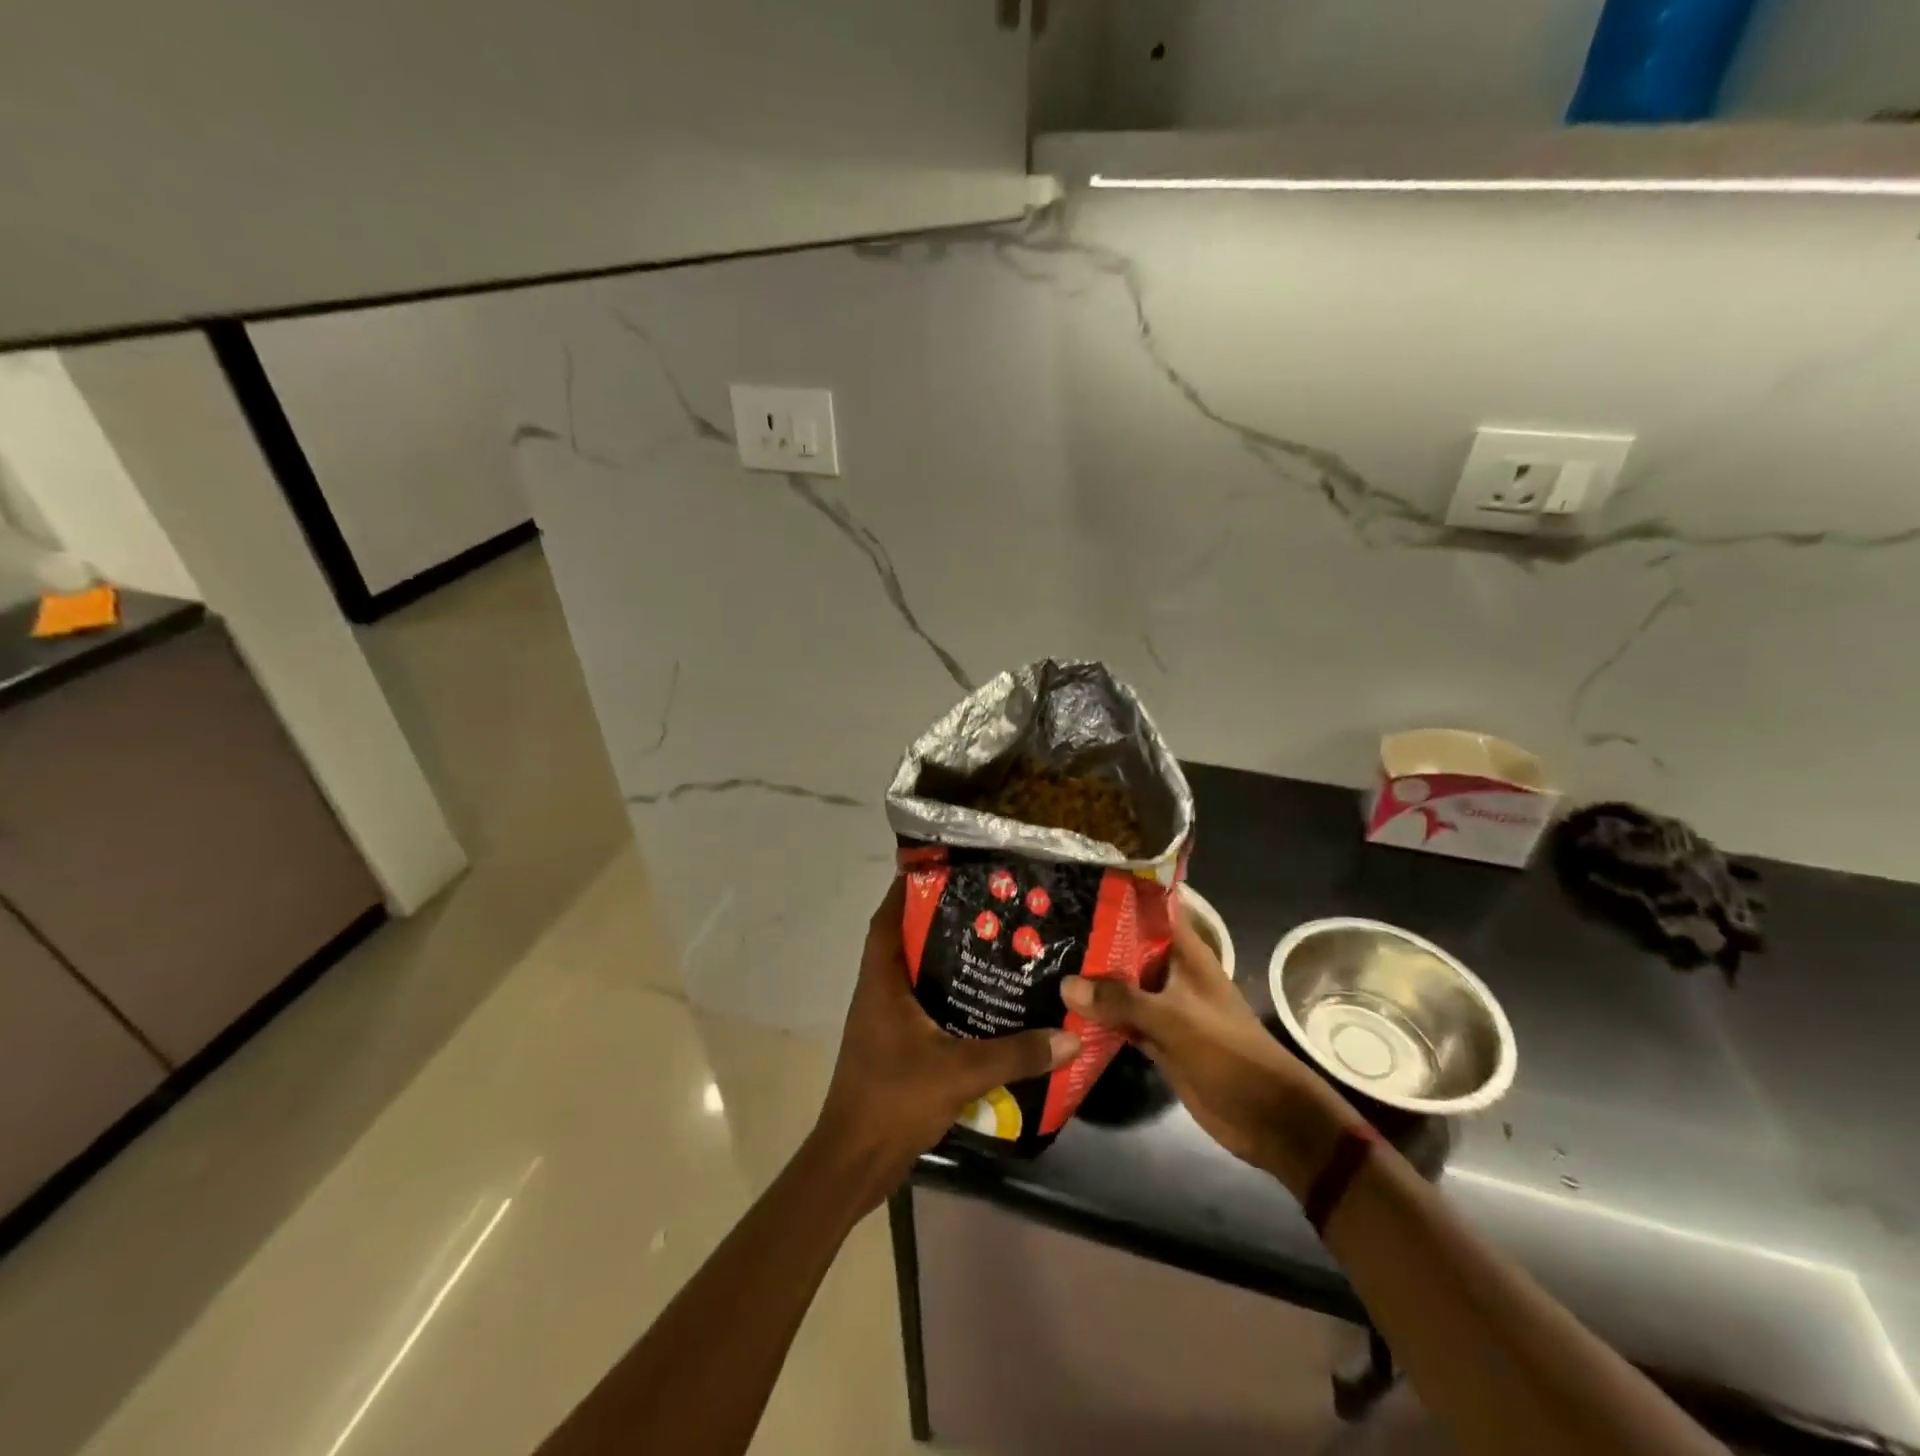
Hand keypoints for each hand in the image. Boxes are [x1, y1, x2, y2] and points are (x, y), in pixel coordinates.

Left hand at [811, 877, 1079, 1208]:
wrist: (854, 1161)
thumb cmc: (894, 1100)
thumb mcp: (960, 1072)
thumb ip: (1015, 1054)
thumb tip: (1070, 1037)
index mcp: (881, 983)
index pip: (887, 919)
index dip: (907, 890)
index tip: (942, 868)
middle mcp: (878, 993)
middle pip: (904, 942)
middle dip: (939, 922)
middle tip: (985, 907)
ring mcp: (883, 1022)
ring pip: (914, 976)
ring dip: (944, 961)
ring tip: (991, 946)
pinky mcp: (893, 1047)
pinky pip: (921, 1008)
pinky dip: (946, 998)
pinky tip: (982, 1004)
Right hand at [1062, 904, 1361, 1192]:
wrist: (1266, 1116)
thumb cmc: (1227, 1052)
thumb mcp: (1173, 1019)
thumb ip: (1120, 1000)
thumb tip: (1065, 983)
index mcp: (1185, 953)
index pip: (1151, 909)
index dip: (1118, 894)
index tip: (1076, 883)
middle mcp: (1172, 972)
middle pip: (1128, 946)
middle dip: (1092, 938)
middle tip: (1043, 925)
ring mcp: (1163, 1006)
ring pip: (1121, 984)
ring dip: (1091, 979)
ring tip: (1042, 960)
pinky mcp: (1157, 1038)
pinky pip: (1120, 1019)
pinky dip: (1097, 1016)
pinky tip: (1060, 1009)